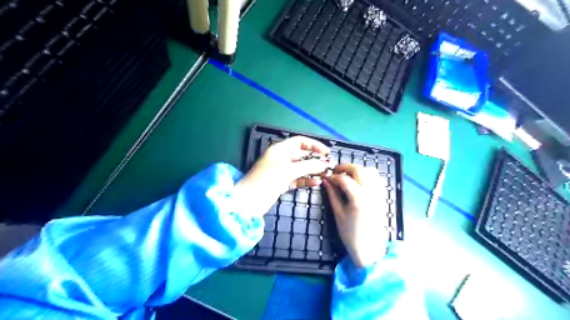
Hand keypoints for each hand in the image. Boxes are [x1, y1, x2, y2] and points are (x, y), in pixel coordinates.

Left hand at [232, 135, 329, 217]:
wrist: (249, 201)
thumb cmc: (267, 180)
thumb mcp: (289, 170)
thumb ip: (308, 166)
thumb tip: (324, 164)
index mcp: (280, 149)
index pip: (300, 141)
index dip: (314, 145)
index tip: (326, 153)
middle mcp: (281, 158)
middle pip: (301, 154)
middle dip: (315, 159)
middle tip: (328, 165)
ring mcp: (281, 171)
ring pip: (300, 168)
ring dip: (312, 170)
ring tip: (325, 174)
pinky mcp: (281, 183)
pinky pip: (297, 179)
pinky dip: (306, 180)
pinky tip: (316, 183)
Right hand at [323, 163, 389, 268]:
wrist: (370, 249)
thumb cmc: (351, 234)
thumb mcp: (338, 214)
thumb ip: (332, 195)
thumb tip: (326, 182)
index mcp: (358, 199)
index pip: (344, 179)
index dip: (333, 176)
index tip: (327, 178)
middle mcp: (371, 193)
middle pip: (359, 170)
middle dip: (346, 167)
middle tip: (336, 172)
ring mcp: (379, 194)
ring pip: (371, 171)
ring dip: (358, 170)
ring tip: (347, 176)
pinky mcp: (382, 197)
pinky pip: (377, 179)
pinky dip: (367, 175)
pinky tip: (358, 181)